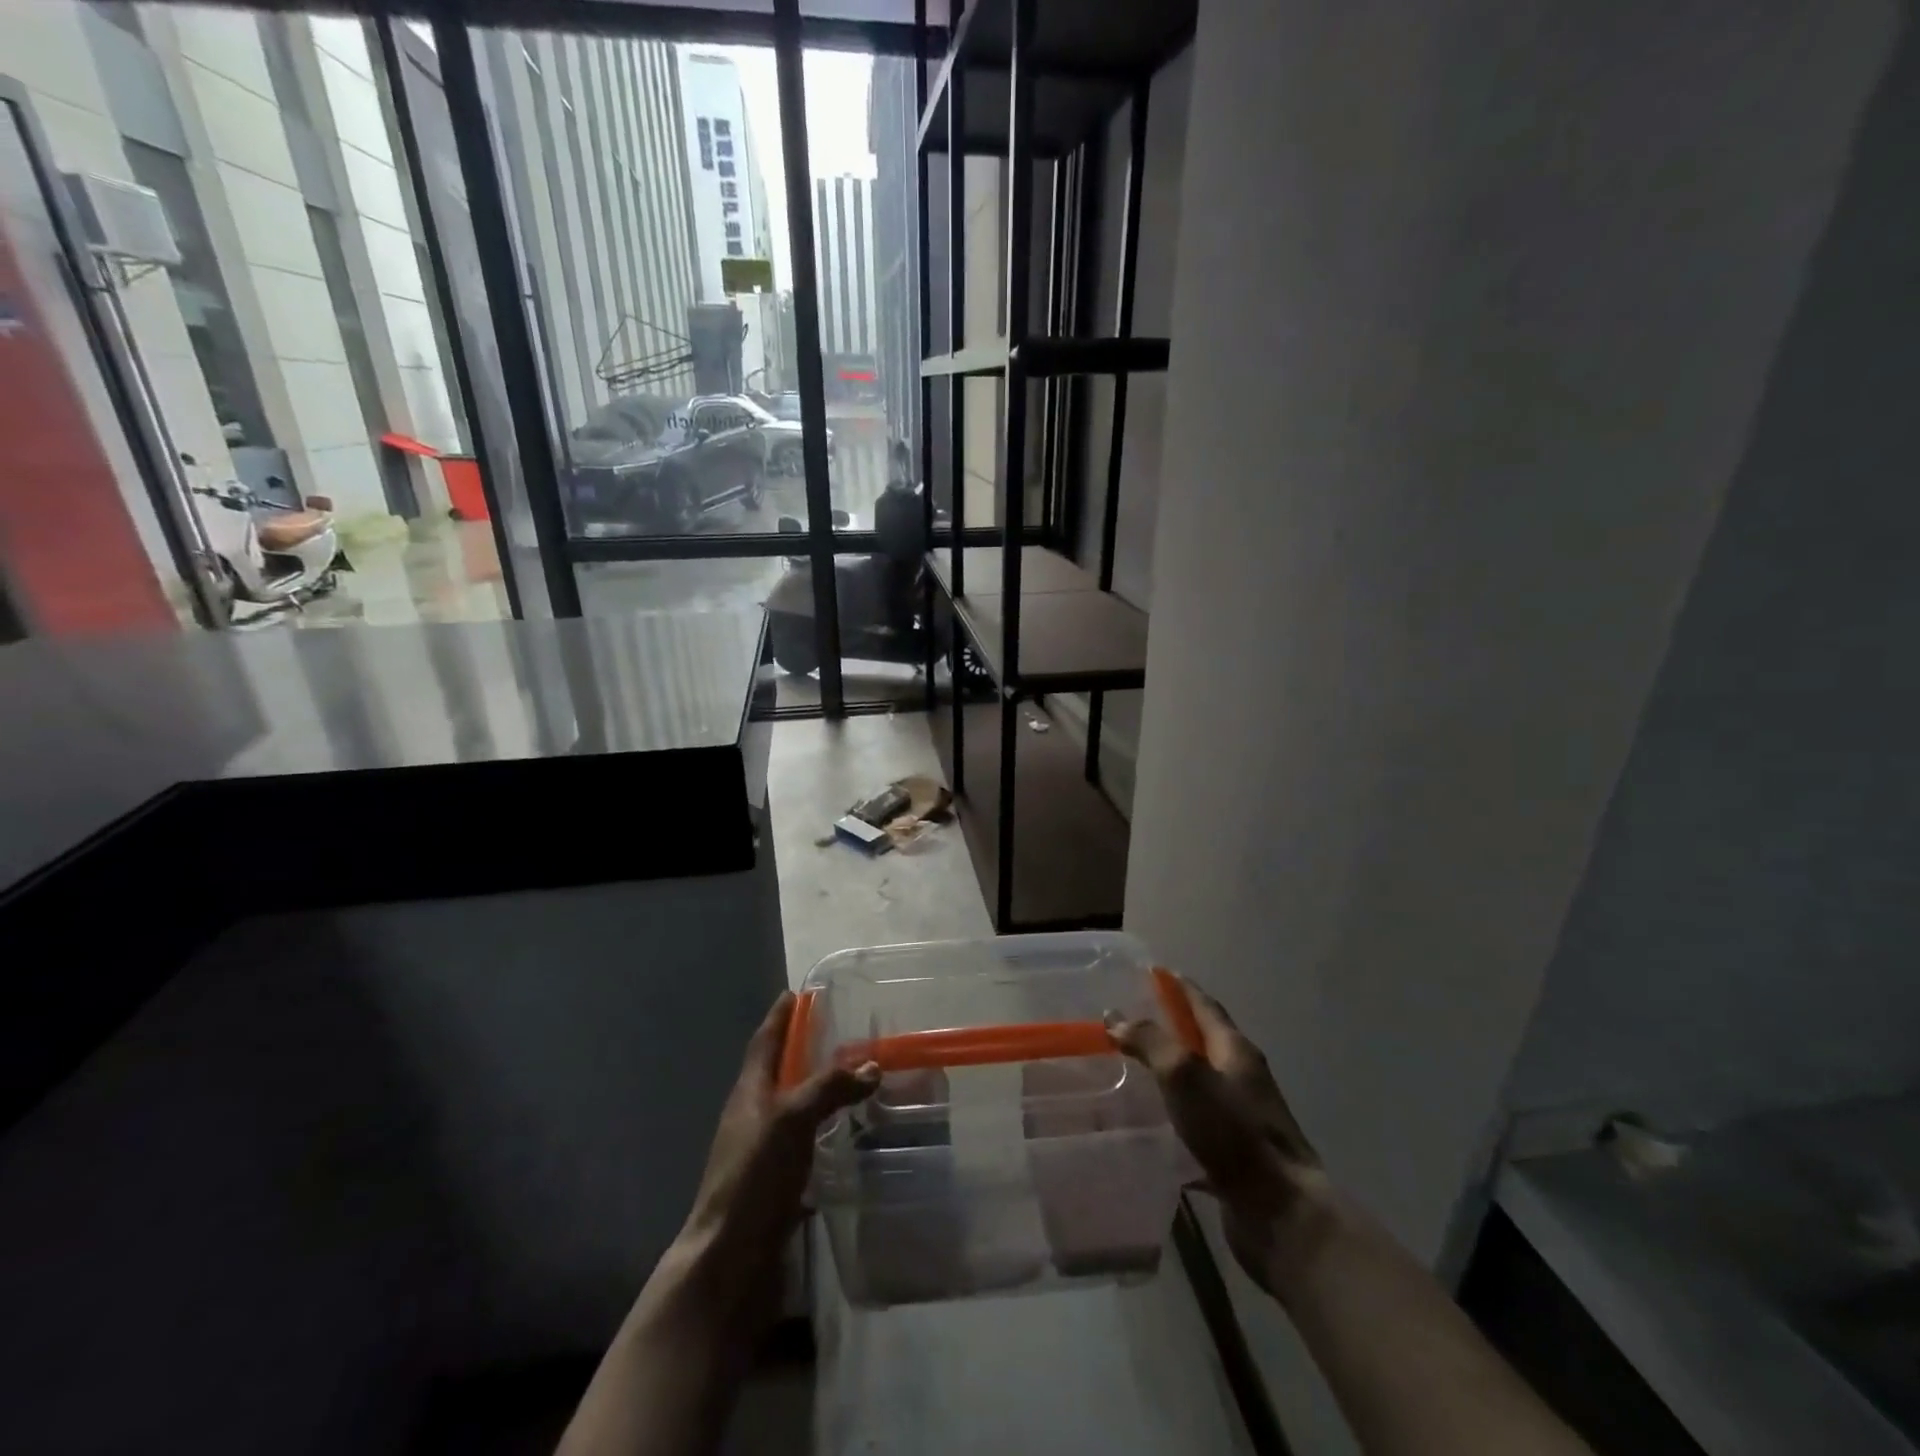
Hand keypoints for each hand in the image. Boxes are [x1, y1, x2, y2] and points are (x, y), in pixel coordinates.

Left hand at [675, 991, 878, 1302]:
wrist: (729, 1263)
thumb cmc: (754, 1178)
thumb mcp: (791, 1120)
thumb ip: (829, 1088)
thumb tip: (871, 1066)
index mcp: (749, 1093)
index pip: (765, 1041)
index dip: (780, 1017)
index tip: (797, 994)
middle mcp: (754, 1117)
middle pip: (780, 1073)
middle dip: (805, 1051)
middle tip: (843, 1035)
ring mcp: (764, 1154)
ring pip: (796, 1110)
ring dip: (821, 1093)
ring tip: (858, 1083)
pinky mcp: (778, 1186)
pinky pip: (806, 1146)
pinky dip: (827, 1134)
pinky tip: (851, 1137)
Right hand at [1106, 975, 1330, 1294]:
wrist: (1281, 1213)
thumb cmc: (1234, 1132)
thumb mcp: (1185, 1074)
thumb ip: (1150, 1042)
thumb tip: (1117, 1018)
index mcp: (1235, 1051)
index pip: (1205, 1006)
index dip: (1180, 987)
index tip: (1156, 972)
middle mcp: (1241, 1078)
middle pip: (1203, 1041)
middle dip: (1172, 1027)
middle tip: (1132, 1019)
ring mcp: (1240, 1118)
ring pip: (1199, 1083)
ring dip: (1170, 1072)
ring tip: (1132, 1068)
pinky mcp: (1234, 1155)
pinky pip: (1197, 1123)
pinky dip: (1174, 1115)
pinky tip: (1149, 1124)